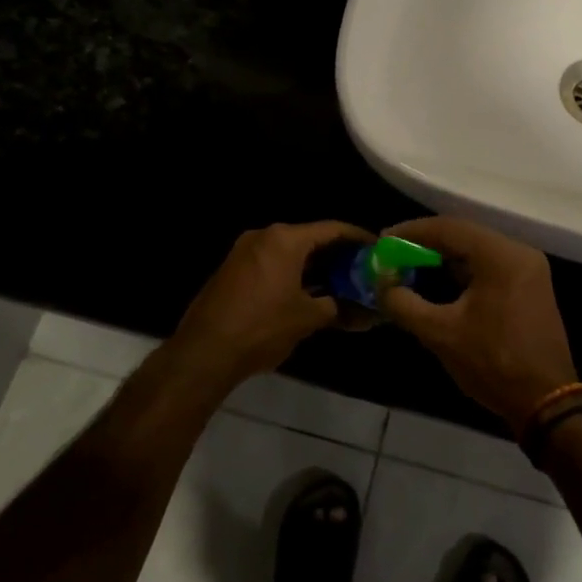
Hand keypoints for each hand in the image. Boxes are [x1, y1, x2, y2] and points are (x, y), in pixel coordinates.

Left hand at [169, 221, 373, 388]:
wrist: (204, 352)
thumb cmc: (262, 328)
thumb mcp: (307, 318)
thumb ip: (337, 306)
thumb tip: (361, 310)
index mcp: (285, 239)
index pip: (332, 229)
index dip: (358, 238)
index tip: (378, 248)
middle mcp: (264, 236)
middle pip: (310, 238)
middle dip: (337, 254)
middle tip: (362, 269)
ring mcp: (244, 252)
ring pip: (290, 252)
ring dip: (315, 266)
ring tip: (341, 283)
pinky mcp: (233, 270)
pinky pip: (272, 263)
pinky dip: (293, 273)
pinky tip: (309, 293)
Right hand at [376, 217, 577, 429]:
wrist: (546, 401)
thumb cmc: (493, 363)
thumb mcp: (441, 334)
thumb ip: (404, 304)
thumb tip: (382, 284)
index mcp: (501, 256)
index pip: (449, 228)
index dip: (412, 232)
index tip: (383, 240)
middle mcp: (519, 253)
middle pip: (464, 235)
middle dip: (425, 243)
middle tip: (393, 253)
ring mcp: (529, 269)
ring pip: (477, 250)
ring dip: (444, 257)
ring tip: (410, 266)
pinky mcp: (530, 286)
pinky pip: (490, 266)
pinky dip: (463, 270)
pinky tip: (439, 281)